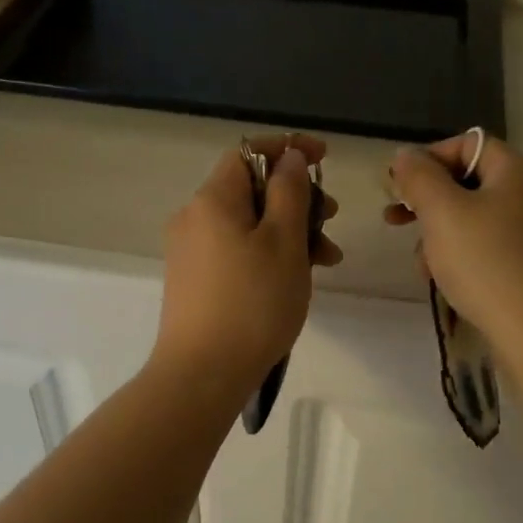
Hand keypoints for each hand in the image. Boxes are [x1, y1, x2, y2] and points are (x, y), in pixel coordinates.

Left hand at [152, 133, 342, 402]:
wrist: (202, 374)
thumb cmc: (253, 303)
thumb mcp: (284, 242)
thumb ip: (290, 192)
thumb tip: (289, 157)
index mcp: (213, 199)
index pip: (249, 152)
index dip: (288, 149)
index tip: (325, 158)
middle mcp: (194, 217)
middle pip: (250, 189)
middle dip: (296, 198)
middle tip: (332, 220)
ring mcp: (190, 251)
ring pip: (247, 224)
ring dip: (289, 231)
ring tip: (327, 261)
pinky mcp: (193, 280)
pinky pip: (236, 250)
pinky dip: (267, 254)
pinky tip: (295, 279)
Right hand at [385, 133, 522, 370]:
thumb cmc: (486, 263)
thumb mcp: (442, 213)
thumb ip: (419, 177)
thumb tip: (405, 154)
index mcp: (518, 170)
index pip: (466, 144)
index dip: (427, 160)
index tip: (396, 187)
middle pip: (469, 181)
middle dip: (428, 201)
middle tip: (394, 220)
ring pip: (475, 217)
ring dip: (440, 234)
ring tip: (421, 263)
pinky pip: (489, 245)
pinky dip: (462, 254)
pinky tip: (445, 279)